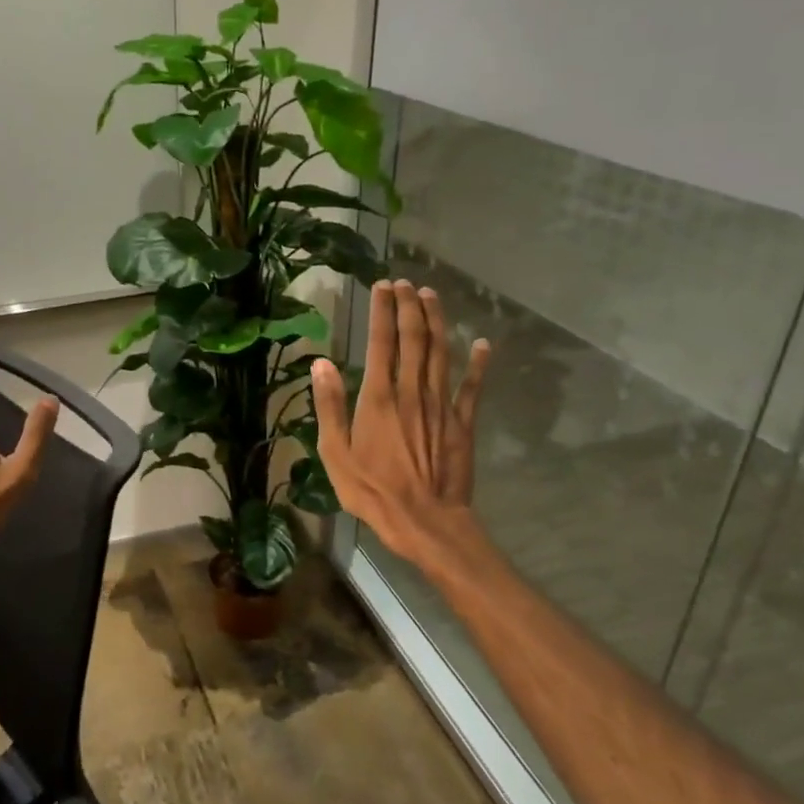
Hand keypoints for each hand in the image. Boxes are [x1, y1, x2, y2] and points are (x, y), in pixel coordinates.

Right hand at [313, 279, 490, 571]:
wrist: (424, 521)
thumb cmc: (371, 490)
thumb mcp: (334, 453)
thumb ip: (329, 406)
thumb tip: (322, 363)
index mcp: (378, 398)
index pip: (381, 343)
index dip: (382, 312)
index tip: (381, 287)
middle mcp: (412, 392)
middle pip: (414, 339)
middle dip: (409, 307)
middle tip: (405, 282)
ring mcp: (441, 406)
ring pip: (441, 353)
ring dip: (437, 321)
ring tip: (431, 295)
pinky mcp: (462, 423)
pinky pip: (471, 387)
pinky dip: (478, 364)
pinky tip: (481, 343)